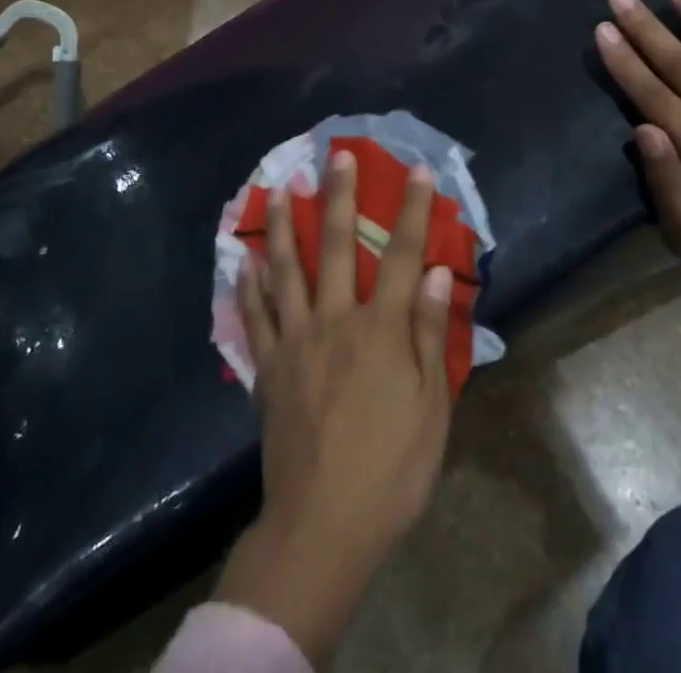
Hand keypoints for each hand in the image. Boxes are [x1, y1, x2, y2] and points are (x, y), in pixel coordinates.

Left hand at [215, 150, 454, 665]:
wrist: (322, 526)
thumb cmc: (390, 469)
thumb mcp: (430, 409)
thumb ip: (428, 334)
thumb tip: (435, 271)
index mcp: (380, 330)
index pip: (401, 255)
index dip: (411, 210)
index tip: (415, 170)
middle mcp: (335, 321)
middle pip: (336, 245)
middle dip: (339, 195)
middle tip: (337, 154)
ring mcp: (295, 341)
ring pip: (287, 269)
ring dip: (285, 225)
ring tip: (281, 188)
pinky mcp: (268, 367)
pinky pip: (255, 315)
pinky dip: (249, 283)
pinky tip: (245, 257)